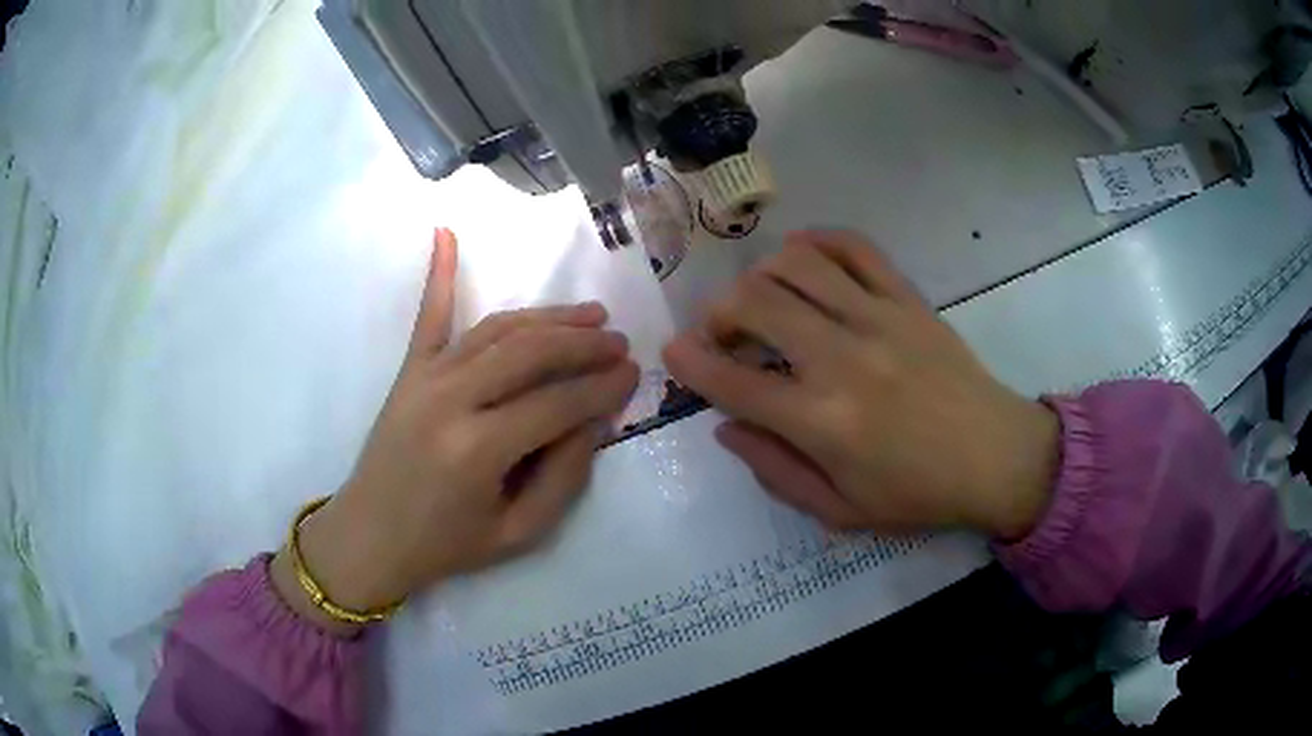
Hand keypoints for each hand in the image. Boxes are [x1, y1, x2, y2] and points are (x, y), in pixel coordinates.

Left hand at [272, 229, 638, 631]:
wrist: (370, 537)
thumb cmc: (446, 545)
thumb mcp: (518, 533)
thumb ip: (563, 477)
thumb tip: (593, 420)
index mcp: (478, 450)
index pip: (558, 404)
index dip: (602, 388)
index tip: (633, 375)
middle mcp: (451, 401)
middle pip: (530, 354)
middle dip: (583, 343)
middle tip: (618, 342)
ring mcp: (425, 379)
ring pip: (497, 330)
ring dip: (547, 317)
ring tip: (588, 313)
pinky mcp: (408, 372)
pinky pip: (429, 317)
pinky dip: (439, 273)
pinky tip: (445, 233)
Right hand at [662, 230, 1058, 539]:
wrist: (996, 458)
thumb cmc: (917, 494)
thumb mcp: (839, 511)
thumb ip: (775, 471)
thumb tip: (727, 426)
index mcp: (823, 423)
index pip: (733, 382)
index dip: (690, 362)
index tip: (674, 351)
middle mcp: (843, 359)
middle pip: (755, 303)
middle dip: (719, 313)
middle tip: (724, 334)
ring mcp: (879, 319)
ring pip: (796, 264)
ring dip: (760, 276)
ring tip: (762, 300)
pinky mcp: (908, 298)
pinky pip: (854, 247)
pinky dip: (817, 241)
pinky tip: (803, 257)